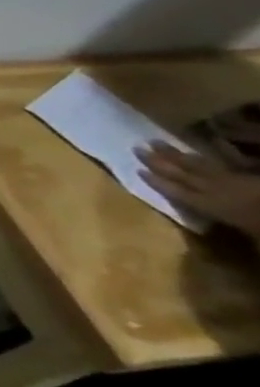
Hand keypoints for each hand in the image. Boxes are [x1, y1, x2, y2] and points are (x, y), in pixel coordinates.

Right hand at [137, 143, 259, 243]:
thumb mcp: (255, 243)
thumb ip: (234, 237)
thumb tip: (210, 239)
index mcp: (217, 206)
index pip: (180, 191)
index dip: (158, 181)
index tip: (138, 169)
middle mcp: (223, 191)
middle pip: (187, 174)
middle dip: (162, 161)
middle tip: (139, 146)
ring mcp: (240, 182)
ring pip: (202, 167)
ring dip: (179, 155)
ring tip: (158, 143)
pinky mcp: (253, 179)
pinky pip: (223, 166)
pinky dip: (206, 159)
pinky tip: (197, 154)